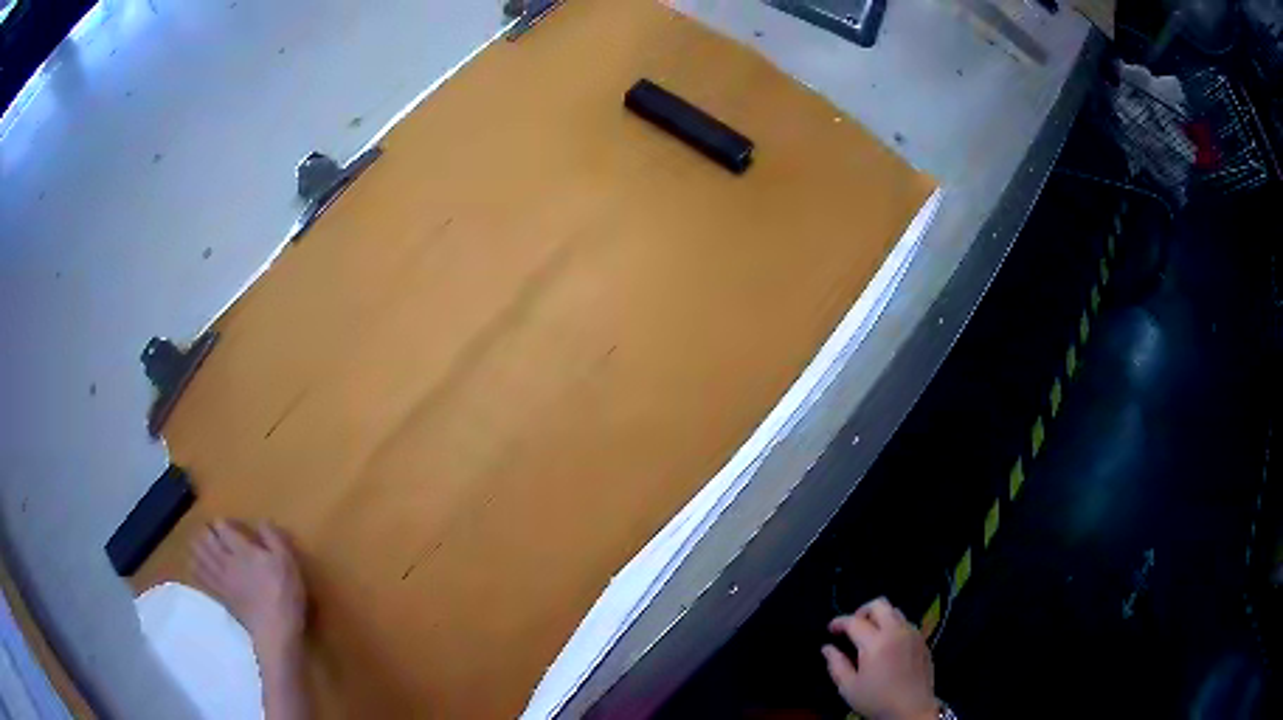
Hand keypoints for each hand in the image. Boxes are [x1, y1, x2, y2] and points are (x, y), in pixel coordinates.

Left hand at [192, 520, 307, 655]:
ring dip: (196, 546)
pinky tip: (194, 565)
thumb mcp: (287, 562)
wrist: (275, 630)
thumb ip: (273, 538)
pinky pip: (201, 577)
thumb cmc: (284, 594)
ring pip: (200, 556)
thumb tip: (262, 521)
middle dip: (205, 531)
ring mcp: (221, 579)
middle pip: (206, 539)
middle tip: (208, 529)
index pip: (223, 528)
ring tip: (197, 542)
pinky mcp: (220, 595)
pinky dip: (195, 568)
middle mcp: (226, 560)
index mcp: (242, 550)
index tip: (227, 523)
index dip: (222, 522)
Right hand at [822, 597, 937, 719]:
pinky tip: (887, 645)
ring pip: (895, 611)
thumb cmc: (877, 700)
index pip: (855, 621)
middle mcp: (896, 631)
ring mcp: (913, 634)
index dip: (840, 622)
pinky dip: (893, 626)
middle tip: (853, 627)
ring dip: (880, 617)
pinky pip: (906, 623)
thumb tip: (827, 648)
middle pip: (879, 604)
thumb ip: (836, 665)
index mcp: (876, 642)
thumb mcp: (849, 687)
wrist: (912, 709)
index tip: (831, 629)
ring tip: (870, 635)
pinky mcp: (923, 640)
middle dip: (862, 611)